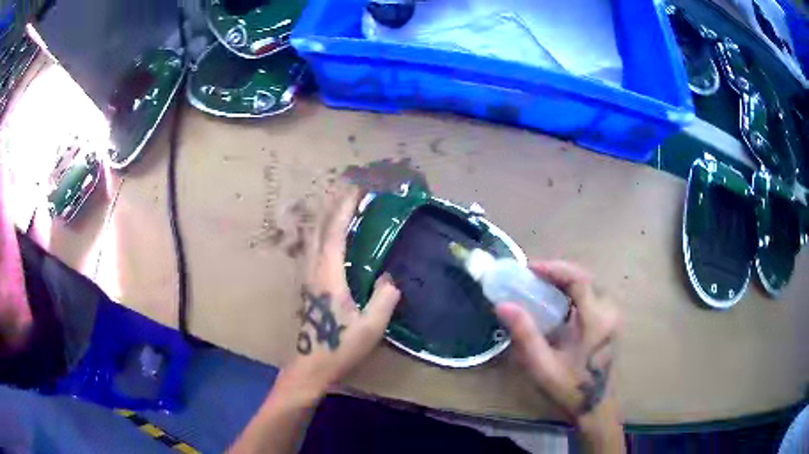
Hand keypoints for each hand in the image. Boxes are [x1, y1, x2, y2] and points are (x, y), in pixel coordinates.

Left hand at [286, 185, 400, 397]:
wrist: (311, 366)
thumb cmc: (340, 347)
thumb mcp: (371, 326)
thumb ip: (384, 298)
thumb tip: (391, 277)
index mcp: (328, 275)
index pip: (336, 233)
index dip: (346, 209)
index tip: (357, 190)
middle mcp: (313, 270)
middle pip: (319, 229)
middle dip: (333, 206)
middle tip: (350, 190)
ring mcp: (307, 277)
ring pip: (313, 238)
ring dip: (326, 218)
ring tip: (341, 207)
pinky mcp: (306, 286)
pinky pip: (312, 249)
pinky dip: (322, 233)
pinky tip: (329, 237)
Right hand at [495, 261, 620, 424]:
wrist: (596, 407)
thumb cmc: (570, 388)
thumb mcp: (543, 365)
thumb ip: (525, 334)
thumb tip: (502, 305)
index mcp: (597, 320)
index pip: (579, 280)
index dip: (554, 268)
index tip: (529, 268)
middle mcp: (610, 311)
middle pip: (586, 277)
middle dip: (559, 271)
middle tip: (532, 275)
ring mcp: (613, 315)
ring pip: (591, 283)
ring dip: (567, 278)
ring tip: (542, 283)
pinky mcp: (611, 321)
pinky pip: (593, 294)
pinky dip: (575, 289)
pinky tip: (559, 299)